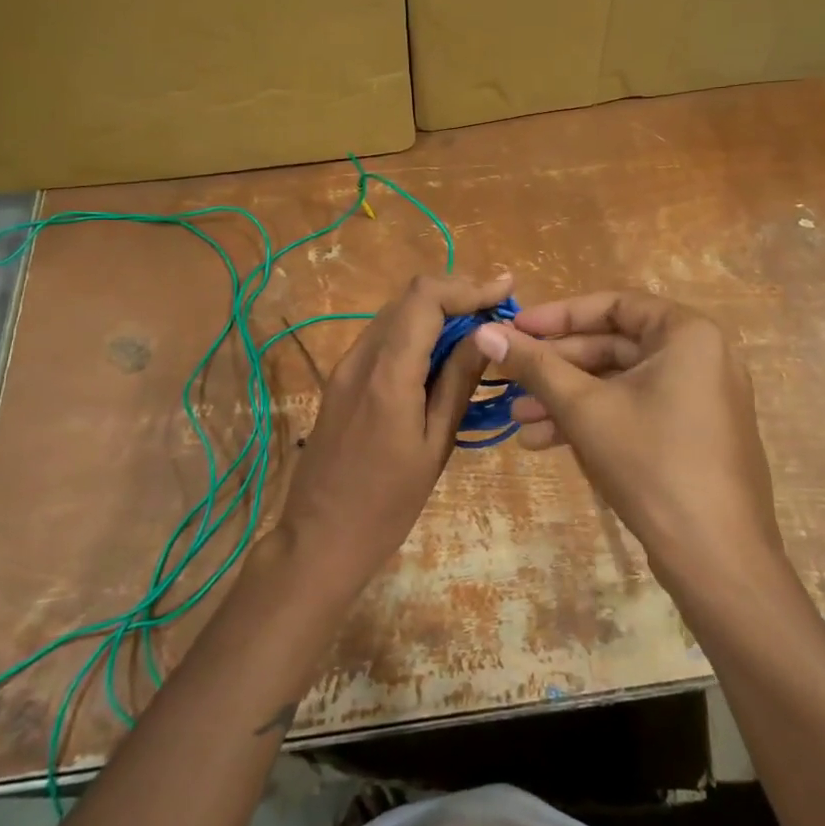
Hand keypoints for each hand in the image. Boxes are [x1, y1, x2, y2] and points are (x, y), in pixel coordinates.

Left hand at [279, 273, 512, 595]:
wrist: (319, 539)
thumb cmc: (387, 504)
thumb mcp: (435, 444)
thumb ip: (458, 382)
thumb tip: (488, 334)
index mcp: (387, 373)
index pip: (425, 298)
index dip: (468, 286)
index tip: (505, 291)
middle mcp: (360, 358)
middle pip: (408, 298)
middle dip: (456, 295)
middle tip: (498, 311)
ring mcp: (344, 367)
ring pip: (394, 315)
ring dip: (436, 312)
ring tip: (478, 331)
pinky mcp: (339, 381)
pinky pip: (382, 339)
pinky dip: (415, 333)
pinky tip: (440, 355)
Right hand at [471, 291, 784, 594]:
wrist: (717, 557)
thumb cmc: (651, 462)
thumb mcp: (584, 408)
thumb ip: (534, 365)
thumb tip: (483, 332)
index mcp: (687, 334)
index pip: (613, 304)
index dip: (558, 315)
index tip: (514, 330)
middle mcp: (700, 356)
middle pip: (613, 345)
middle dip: (556, 367)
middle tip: (509, 378)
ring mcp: (699, 398)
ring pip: (619, 383)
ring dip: (566, 398)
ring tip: (517, 420)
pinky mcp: (692, 435)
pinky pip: (635, 411)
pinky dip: (593, 421)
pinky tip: (543, 442)